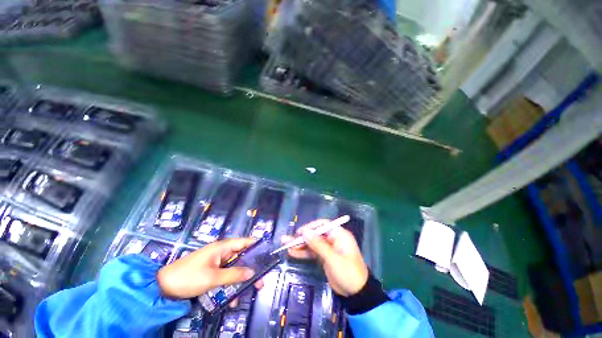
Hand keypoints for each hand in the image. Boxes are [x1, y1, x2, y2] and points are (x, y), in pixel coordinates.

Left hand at [157, 238, 260, 298]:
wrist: (162, 288)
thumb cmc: (188, 277)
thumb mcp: (212, 278)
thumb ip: (234, 274)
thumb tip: (252, 272)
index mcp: (223, 247)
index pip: (245, 242)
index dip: (257, 246)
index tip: (267, 254)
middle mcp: (222, 252)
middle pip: (242, 257)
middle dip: (251, 268)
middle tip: (261, 279)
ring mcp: (217, 263)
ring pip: (235, 269)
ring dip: (241, 280)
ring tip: (249, 291)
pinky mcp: (212, 272)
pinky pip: (226, 277)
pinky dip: (231, 285)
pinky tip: (232, 299)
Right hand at [283, 219, 368, 295]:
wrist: (356, 294)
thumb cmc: (348, 273)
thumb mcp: (333, 258)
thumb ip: (318, 244)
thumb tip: (305, 231)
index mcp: (339, 234)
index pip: (323, 225)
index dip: (310, 227)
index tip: (299, 232)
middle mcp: (333, 239)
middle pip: (315, 234)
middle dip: (302, 237)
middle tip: (287, 239)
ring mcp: (328, 248)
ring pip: (312, 243)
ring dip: (300, 245)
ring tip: (286, 245)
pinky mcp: (324, 257)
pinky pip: (312, 252)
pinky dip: (303, 253)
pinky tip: (292, 253)